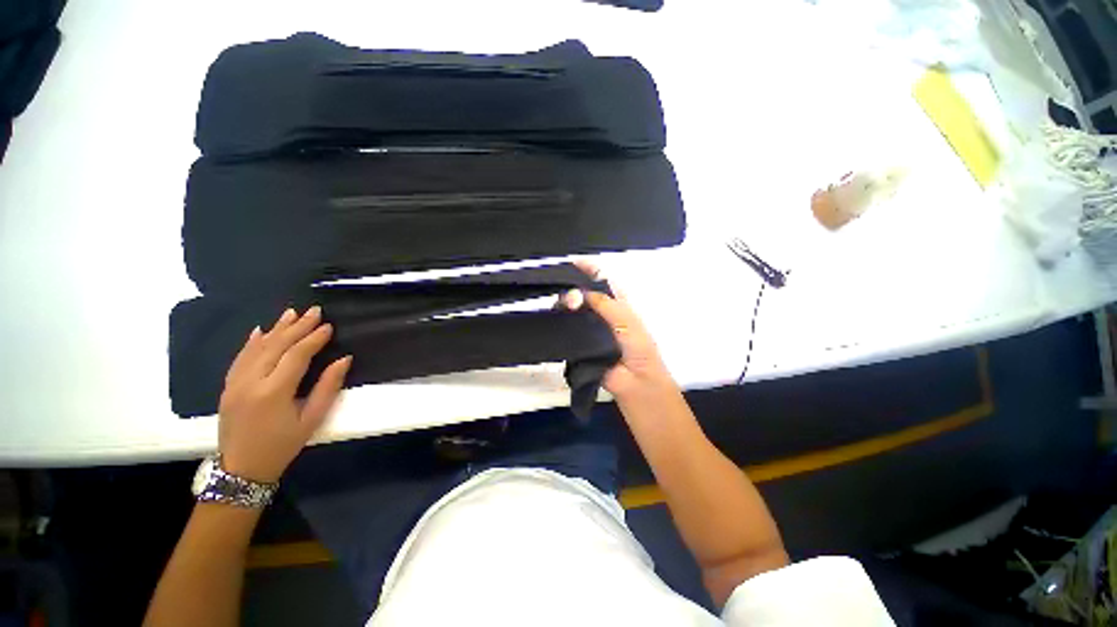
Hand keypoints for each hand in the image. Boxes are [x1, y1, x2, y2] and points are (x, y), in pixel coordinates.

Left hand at [218, 306, 351, 482]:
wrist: (242, 469)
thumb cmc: (283, 445)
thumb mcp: (312, 419)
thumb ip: (328, 387)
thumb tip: (344, 359)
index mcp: (274, 392)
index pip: (296, 355)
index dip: (313, 339)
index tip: (328, 326)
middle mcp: (251, 382)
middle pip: (276, 346)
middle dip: (297, 327)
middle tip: (314, 310)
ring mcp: (235, 383)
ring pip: (256, 348)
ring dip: (275, 329)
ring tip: (291, 313)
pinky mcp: (227, 387)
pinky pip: (240, 358)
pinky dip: (251, 342)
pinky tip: (259, 331)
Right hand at [564, 261, 677, 400]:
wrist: (636, 383)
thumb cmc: (638, 348)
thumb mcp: (626, 320)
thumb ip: (604, 303)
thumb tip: (580, 291)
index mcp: (617, 304)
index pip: (602, 281)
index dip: (589, 270)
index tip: (572, 263)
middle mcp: (602, 313)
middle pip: (584, 294)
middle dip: (573, 287)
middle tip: (565, 292)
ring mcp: (590, 328)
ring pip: (574, 310)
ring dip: (566, 304)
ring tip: (561, 305)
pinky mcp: (579, 343)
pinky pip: (568, 330)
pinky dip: (560, 322)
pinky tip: (554, 317)